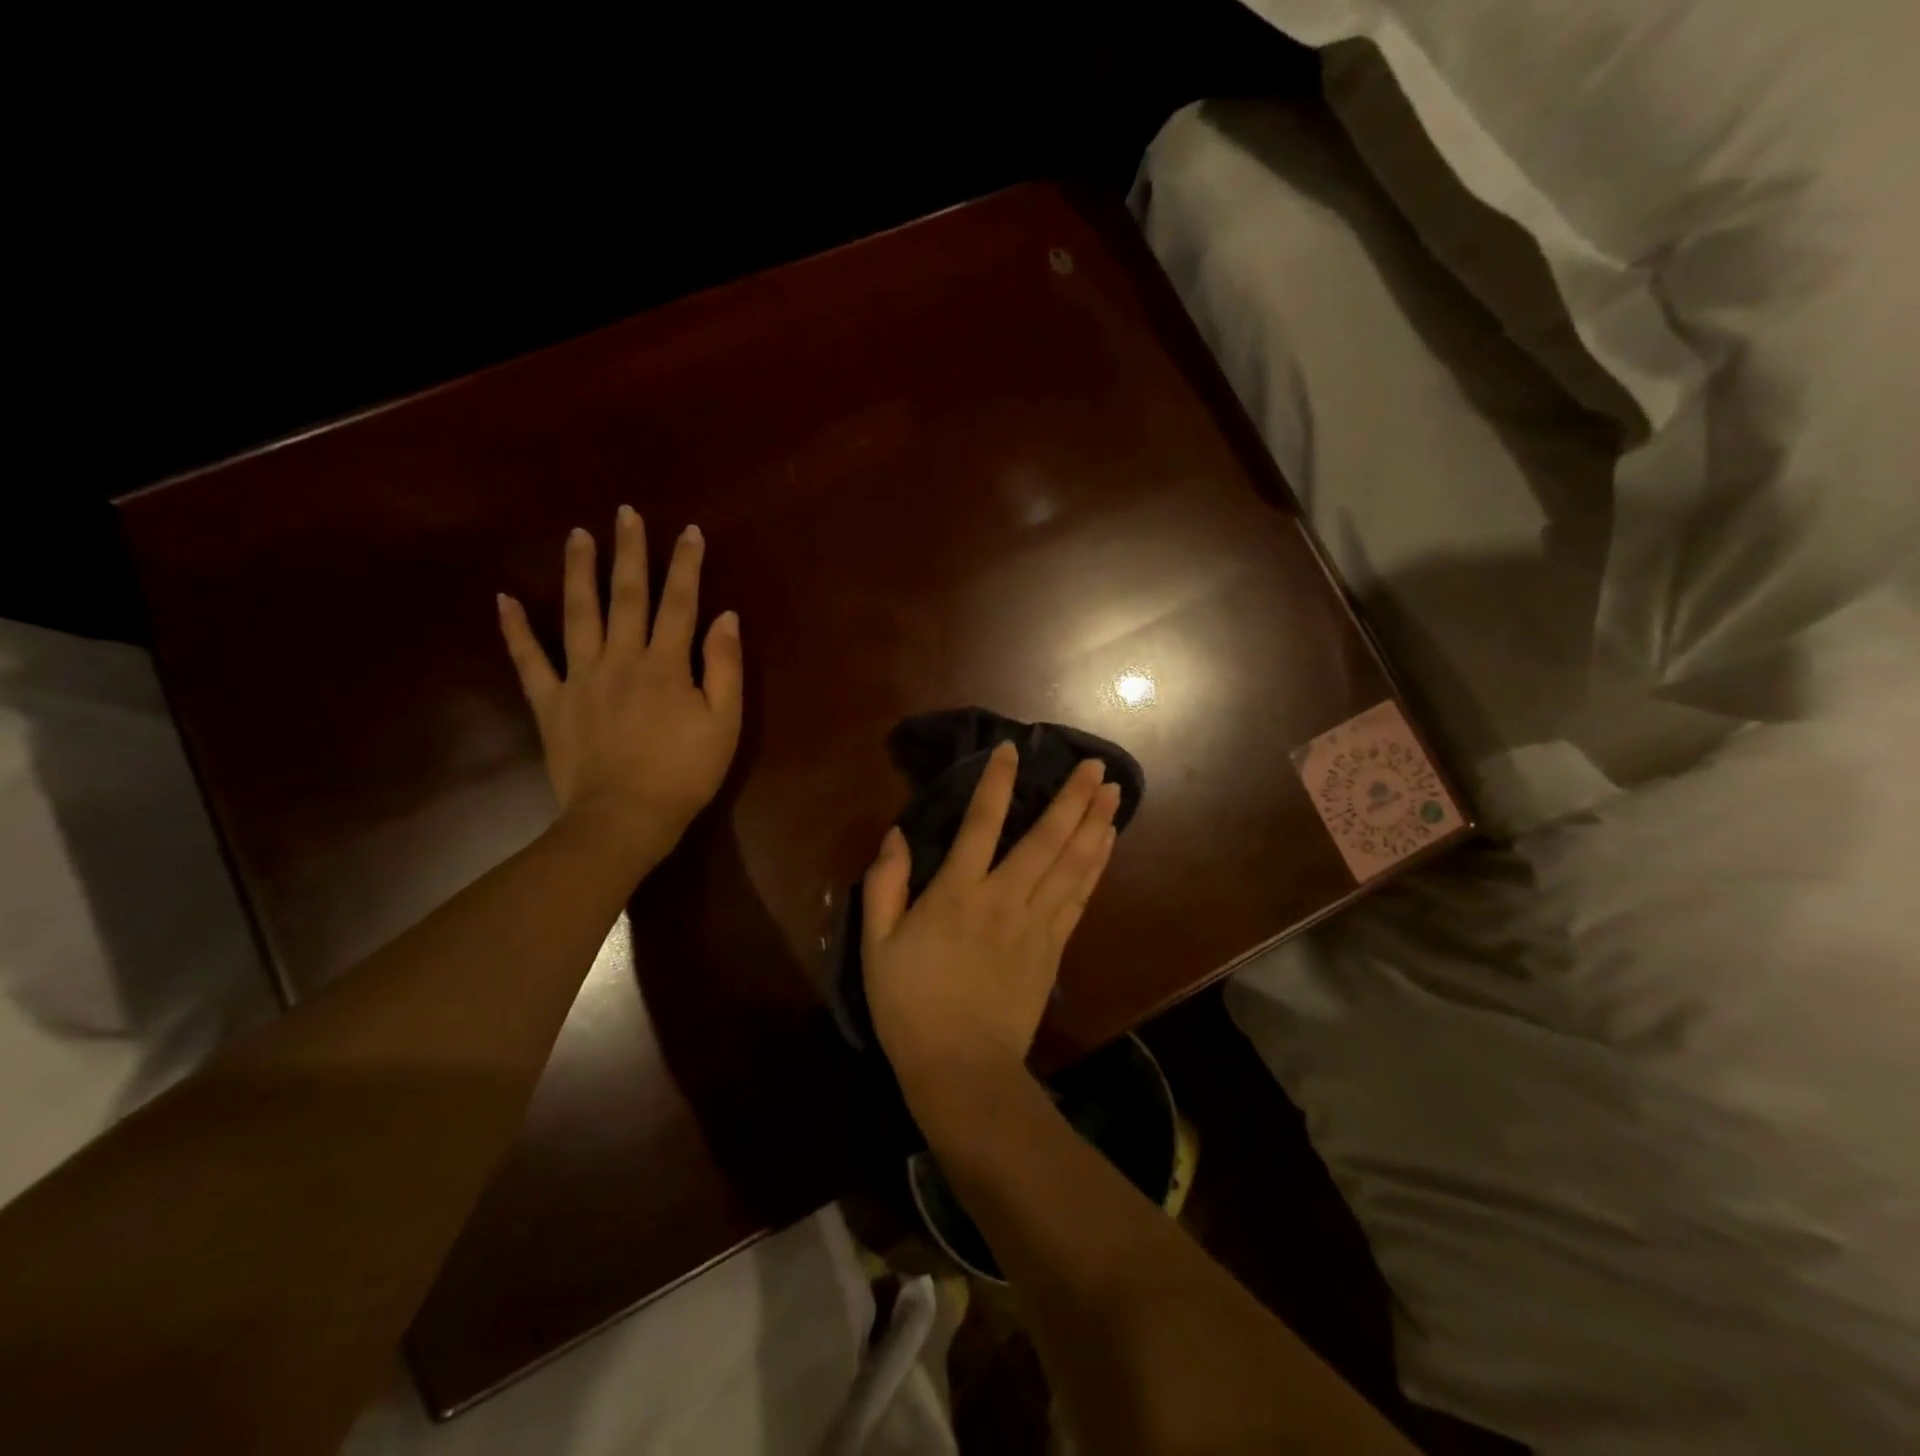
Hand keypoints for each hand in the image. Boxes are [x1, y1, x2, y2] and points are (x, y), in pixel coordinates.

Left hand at [497, 506, 742, 866]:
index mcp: (666, 664)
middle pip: (626, 596)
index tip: (689, 531)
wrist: (624, 818)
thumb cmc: (684, 773)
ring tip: (576, 535)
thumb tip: (725, 617)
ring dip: (578, 571)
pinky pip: (528, 660)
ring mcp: (580, 677)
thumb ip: (724, 668)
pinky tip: (504, 599)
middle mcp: (621, 658)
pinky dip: (515, 630)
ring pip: (578, 614)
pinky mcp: (551, 702)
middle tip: (625, 513)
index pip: (679, 603)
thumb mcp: (724, 723)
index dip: (686, 565)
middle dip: (629, 552)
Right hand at [861, 742, 1121, 1098]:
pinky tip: (1107, 843)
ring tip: (1113, 792)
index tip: (1012, 751)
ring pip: (1072, 862)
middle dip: (1072, 797)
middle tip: (1095, 765)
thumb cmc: (910, 1005)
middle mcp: (1003, 897)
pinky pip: (1080, 896)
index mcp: (957, 892)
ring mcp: (1035, 922)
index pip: (980, 823)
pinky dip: (1097, 864)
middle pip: (1045, 837)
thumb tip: (895, 835)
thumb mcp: (877, 945)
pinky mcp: (1054, 948)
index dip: (997, 782)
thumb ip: (884, 886)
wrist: (961, 1068)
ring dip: (1094, 823)